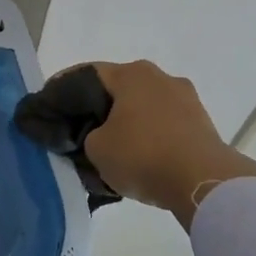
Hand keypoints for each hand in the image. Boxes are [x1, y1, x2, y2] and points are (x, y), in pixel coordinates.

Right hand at [82, 61, 255, 226]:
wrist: (203, 181)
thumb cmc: (142, 155)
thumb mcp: (95, 149)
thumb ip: (87, 136)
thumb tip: (98, 137)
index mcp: (132, 73)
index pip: (87, 74)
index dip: (65, 90)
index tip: (52, 108)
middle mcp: (160, 77)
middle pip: (119, 89)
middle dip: (100, 108)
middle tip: (81, 130)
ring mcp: (186, 98)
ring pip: (144, 106)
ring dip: (128, 122)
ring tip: (113, 147)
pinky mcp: (202, 123)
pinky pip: (165, 124)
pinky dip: (150, 135)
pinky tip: (140, 156)